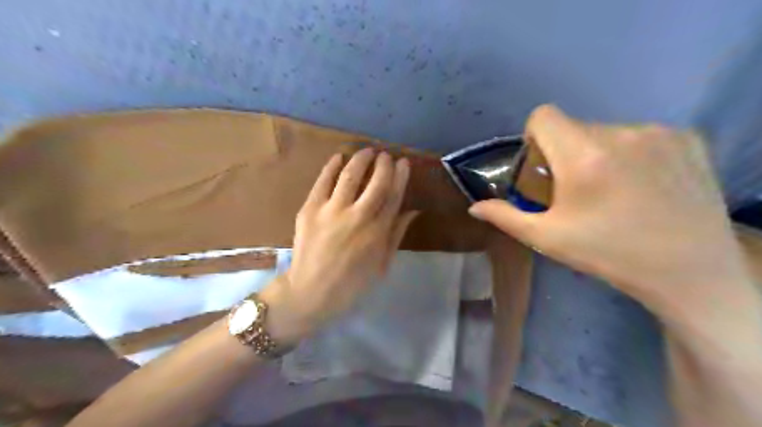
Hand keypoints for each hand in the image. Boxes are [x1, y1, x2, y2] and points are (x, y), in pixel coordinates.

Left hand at [263, 149, 415, 343]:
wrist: (311, 293)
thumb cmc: (352, 284)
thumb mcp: (382, 264)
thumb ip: (396, 234)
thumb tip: (412, 210)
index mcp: (378, 232)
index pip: (394, 196)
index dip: (401, 176)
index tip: (403, 162)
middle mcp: (358, 217)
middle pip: (376, 181)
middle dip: (384, 163)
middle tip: (385, 155)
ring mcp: (331, 211)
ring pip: (350, 175)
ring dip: (361, 158)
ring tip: (367, 151)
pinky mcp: (310, 209)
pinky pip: (322, 181)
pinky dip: (332, 166)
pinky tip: (339, 157)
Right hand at [468, 104, 751, 309]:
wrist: (688, 272)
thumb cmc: (608, 254)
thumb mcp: (547, 238)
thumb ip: (505, 217)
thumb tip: (474, 207)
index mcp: (582, 156)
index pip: (543, 116)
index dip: (534, 137)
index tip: (542, 166)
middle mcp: (620, 133)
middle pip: (574, 127)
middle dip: (565, 152)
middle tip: (575, 189)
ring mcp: (659, 133)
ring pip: (607, 131)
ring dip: (598, 153)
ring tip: (612, 190)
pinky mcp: (689, 139)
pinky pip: (640, 135)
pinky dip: (631, 153)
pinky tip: (643, 185)